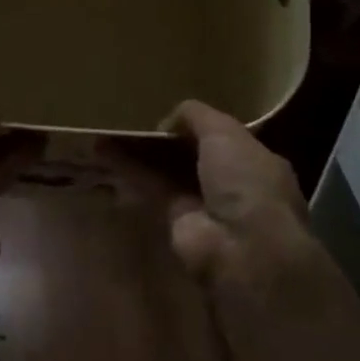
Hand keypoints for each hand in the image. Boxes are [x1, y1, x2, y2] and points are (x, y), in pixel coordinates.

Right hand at [111, 100, 325, 303]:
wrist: (241, 247)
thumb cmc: (245, 181)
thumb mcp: (226, 132)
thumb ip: (197, 116)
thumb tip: (168, 120)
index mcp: (254, 159)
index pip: (221, 136)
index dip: (195, 124)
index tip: (168, 112)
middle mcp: (230, 181)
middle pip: (190, 153)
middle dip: (163, 138)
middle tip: (131, 119)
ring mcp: (203, 202)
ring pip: (167, 169)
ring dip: (140, 153)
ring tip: (108, 132)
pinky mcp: (176, 219)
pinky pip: (152, 187)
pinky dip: (130, 171)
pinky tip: (105, 153)